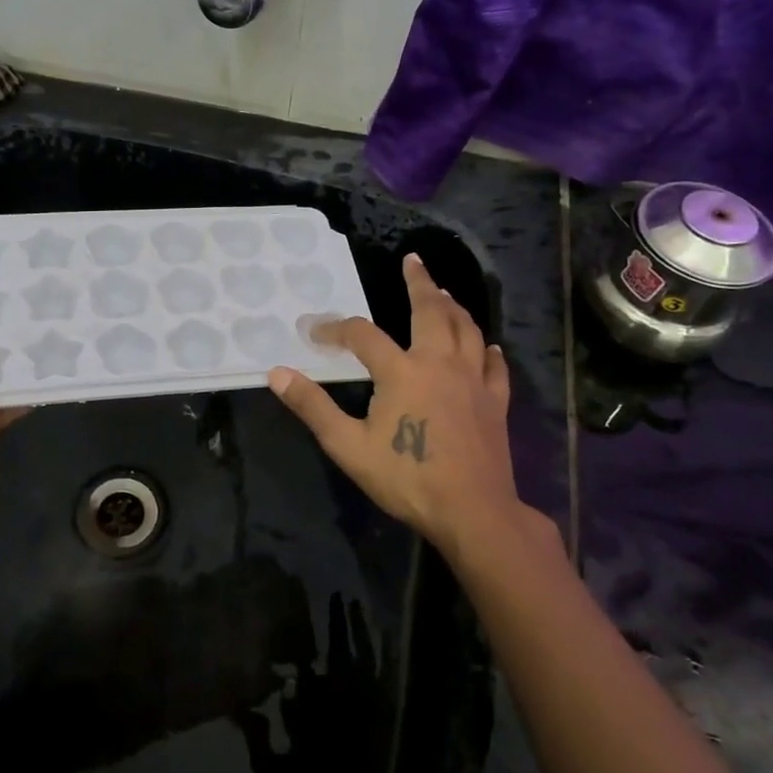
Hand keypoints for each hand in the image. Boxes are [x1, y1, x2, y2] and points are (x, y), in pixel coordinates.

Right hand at [268, 253, 546, 560]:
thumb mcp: (348, 445)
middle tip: (413, 261)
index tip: (315, 332)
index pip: (361, 335)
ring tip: (444, 292)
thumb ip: (313, 406)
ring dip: (453, 306)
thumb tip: (277, 374)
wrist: (472, 511)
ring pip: (466, 329)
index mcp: (401, 371)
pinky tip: (485, 346)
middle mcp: (439, 363)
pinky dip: (486, 349)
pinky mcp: (495, 402)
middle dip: (419, 283)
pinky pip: (493, 365)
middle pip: (431, 311)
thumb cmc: (407, 477)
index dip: (335, 328)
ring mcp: (473, 380)